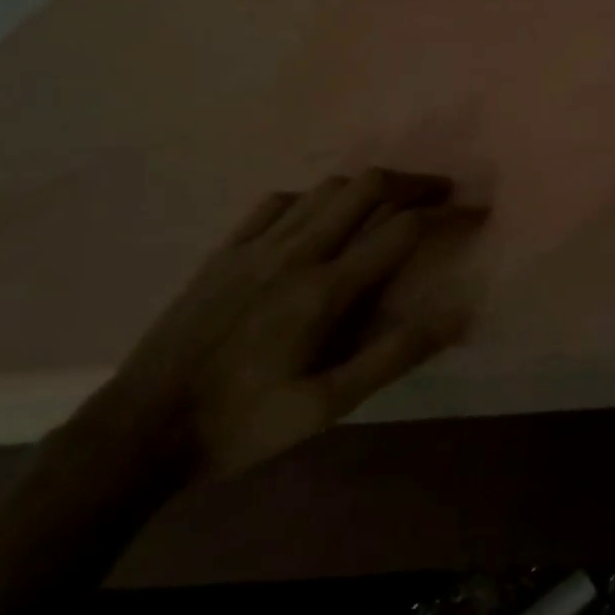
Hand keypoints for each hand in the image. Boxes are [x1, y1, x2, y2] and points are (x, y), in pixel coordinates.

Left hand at [71, 169, 484, 483]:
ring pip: (325, 188)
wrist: (138, 432)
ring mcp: (255, 247)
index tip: (476, 211)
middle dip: (413, 182)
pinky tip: (317, 218)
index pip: (401, 230)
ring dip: (367, 187)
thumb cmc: (242, 424)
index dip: (447, 214)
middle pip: (366, 188)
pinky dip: (312, 198)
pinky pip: (277, 202)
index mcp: (325, 290)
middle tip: (441, 193)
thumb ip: (394, 355)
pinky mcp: (224, 252)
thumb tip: (458, 313)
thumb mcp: (327, 406)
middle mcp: (295, 253)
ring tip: (390, 203)